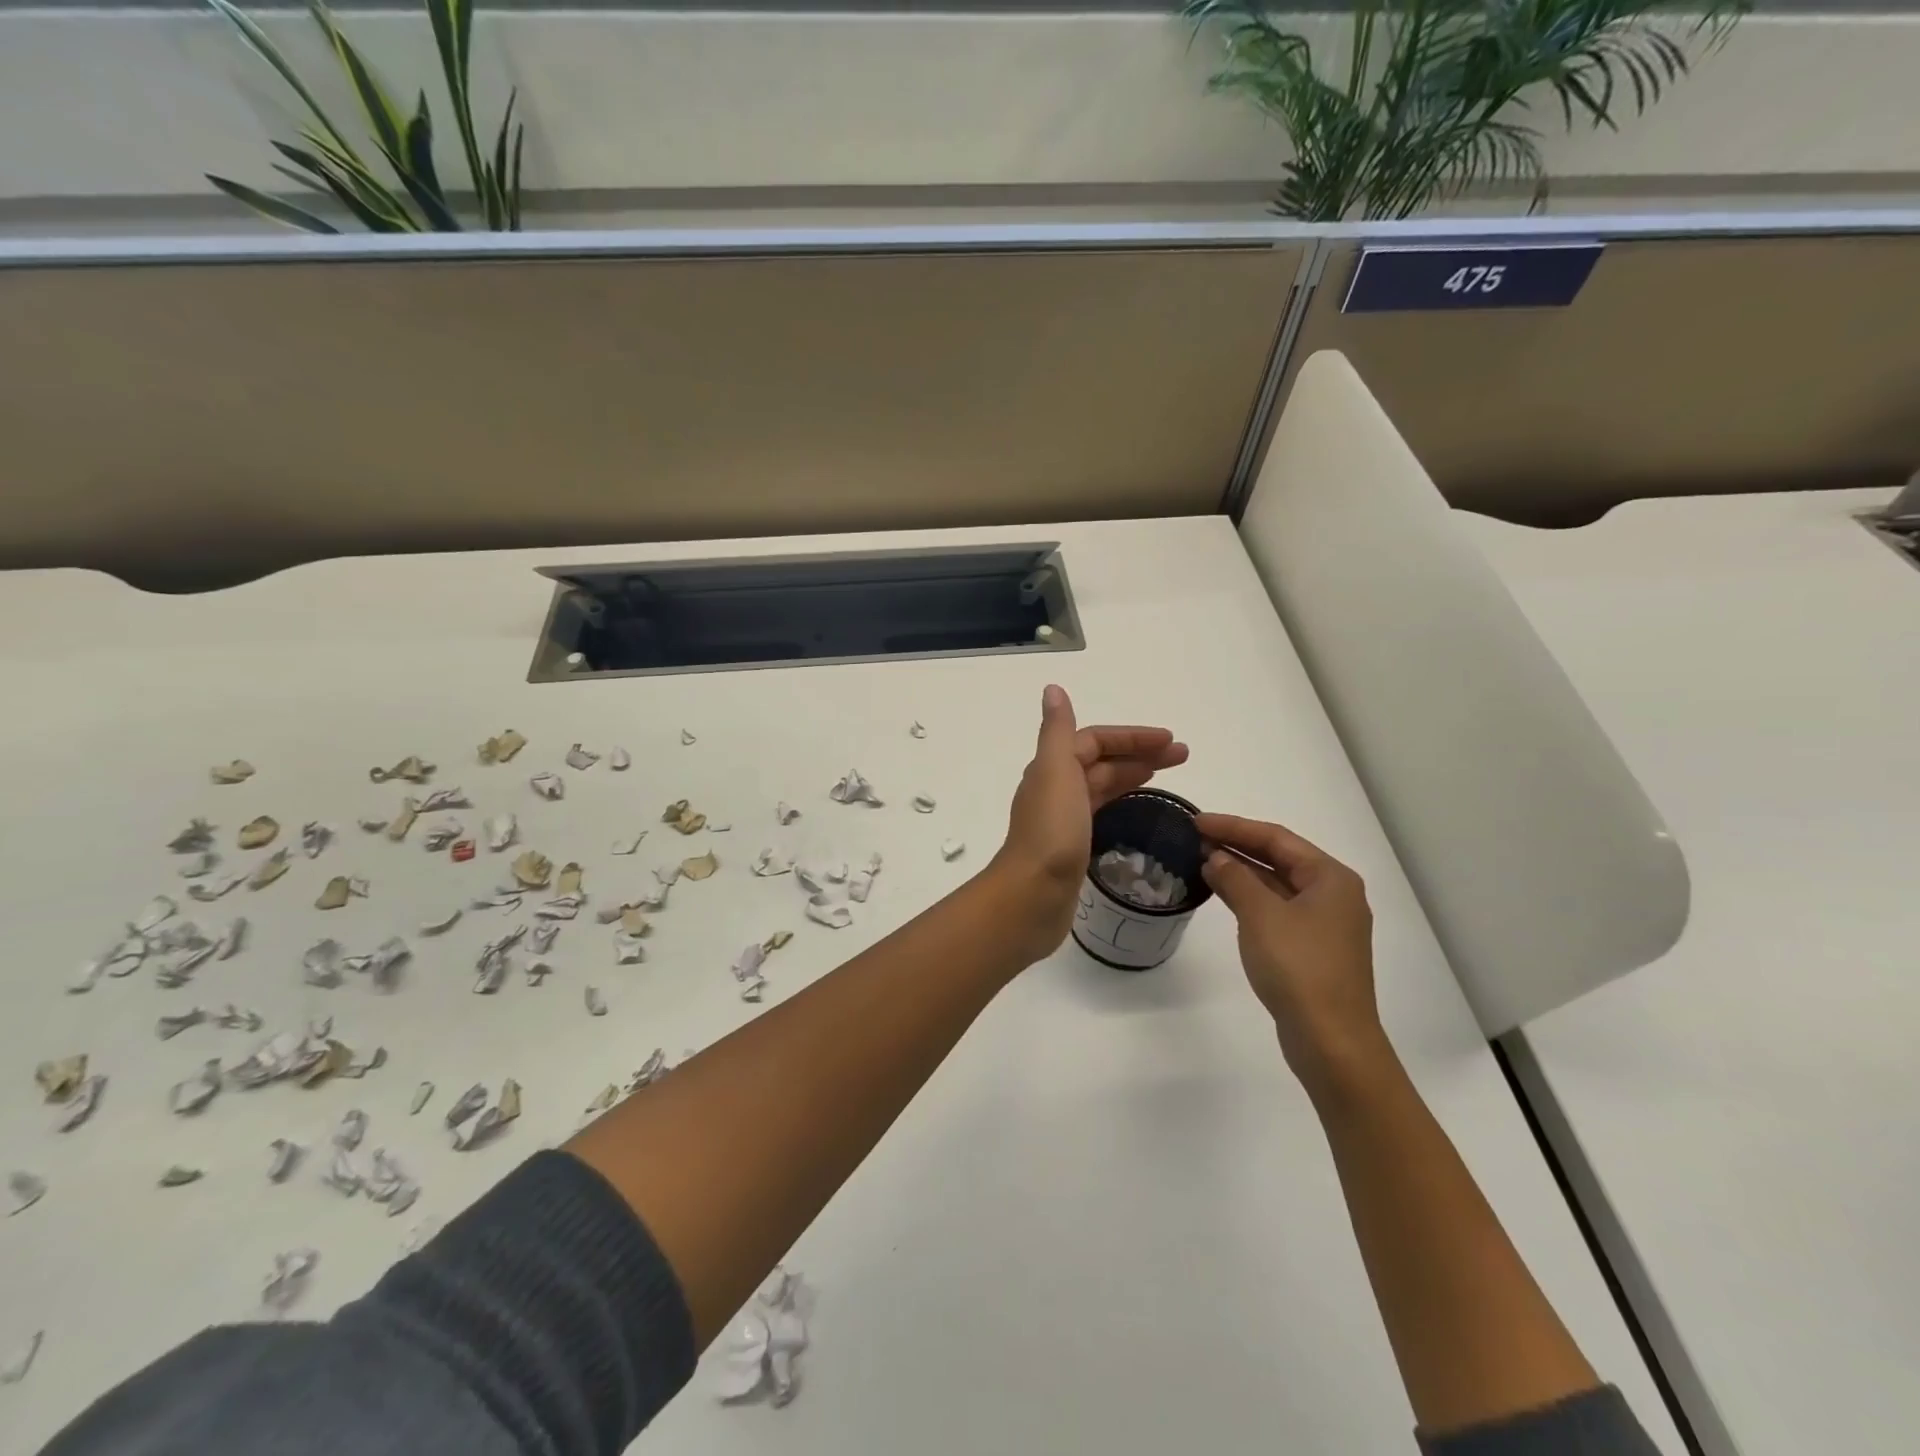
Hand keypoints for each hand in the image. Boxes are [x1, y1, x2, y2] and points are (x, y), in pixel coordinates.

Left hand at [991, 685, 1187, 960]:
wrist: (1031, 897)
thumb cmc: (1050, 833)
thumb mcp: (1056, 772)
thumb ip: (1058, 732)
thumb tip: (1052, 689)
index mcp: (1052, 768)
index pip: (1095, 740)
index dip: (1131, 737)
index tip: (1171, 740)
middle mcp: (1055, 789)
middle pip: (1101, 762)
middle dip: (1140, 754)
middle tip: (1183, 757)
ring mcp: (1062, 820)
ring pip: (1102, 787)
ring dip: (1132, 775)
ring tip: (1167, 775)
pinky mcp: (1072, 848)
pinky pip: (1100, 814)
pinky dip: (1121, 804)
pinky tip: (1137, 811)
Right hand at [1195, 814, 1391, 1098]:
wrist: (1330, 1041)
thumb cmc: (1299, 967)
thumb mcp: (1261, 915)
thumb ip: (1235, 878)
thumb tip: (1215, 857)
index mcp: (1330, 877)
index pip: (1276, 838)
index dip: (1233, 826)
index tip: (1195, 821)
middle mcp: (1332, 894)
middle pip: (1279, 858)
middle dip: (1236, 846)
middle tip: (1194, 837)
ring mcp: (1323, 923)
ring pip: (1276, 883)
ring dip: (1241, 871)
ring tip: (1200, 859)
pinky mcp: (1311, 948)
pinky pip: (1276, 907)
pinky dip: (1249, 896)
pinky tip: (1222, 892)